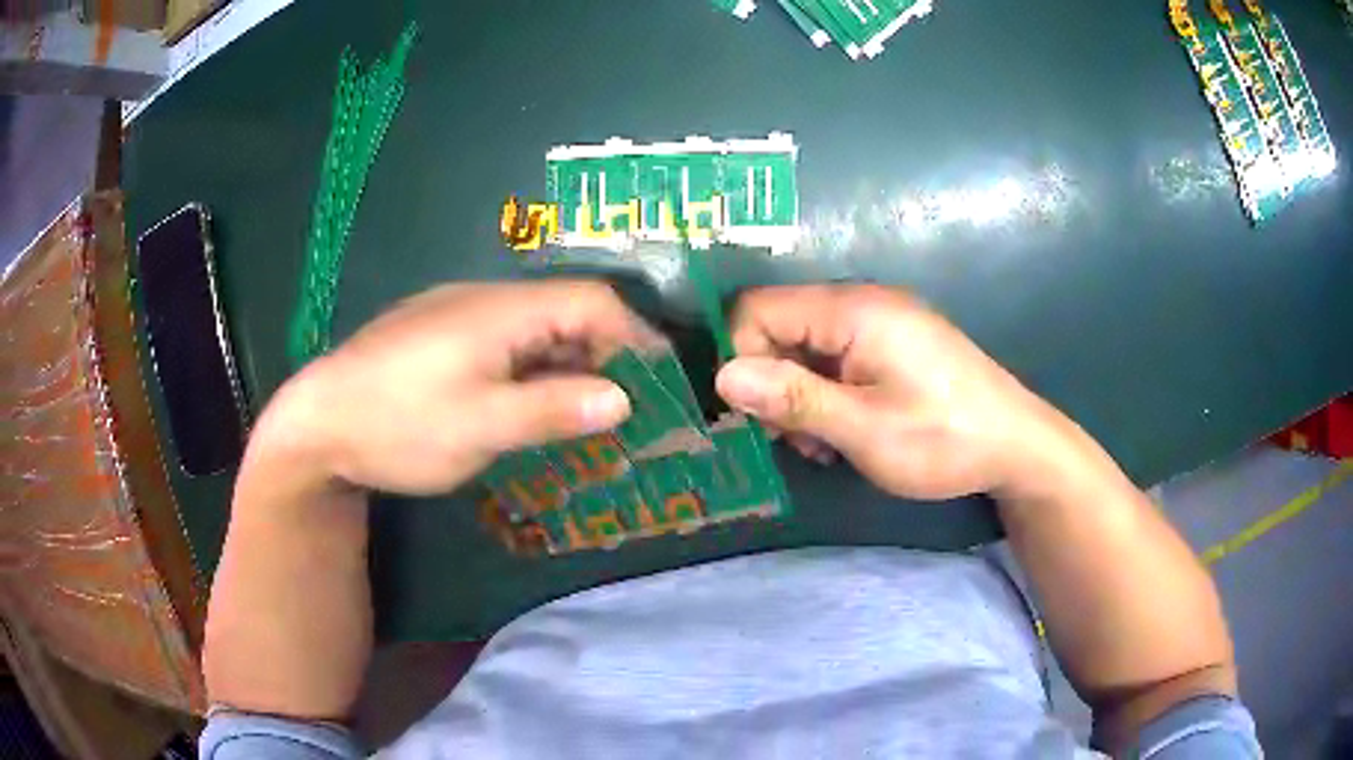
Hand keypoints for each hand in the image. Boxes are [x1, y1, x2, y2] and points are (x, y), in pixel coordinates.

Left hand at [256, 281, 656, 494]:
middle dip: (603, 354)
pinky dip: (532, 369)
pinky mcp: (438, 336)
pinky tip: (529, 403)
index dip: (633, 336)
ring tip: (586, 411)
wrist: (318, 420)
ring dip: (567, 363)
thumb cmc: (399, 423)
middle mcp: (484, 299)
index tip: (659, 381)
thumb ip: (553, 409)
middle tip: (626, 406)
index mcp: (500, 309)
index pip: (590, 301)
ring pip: (534, 328)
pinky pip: (504, 342)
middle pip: (564, 311)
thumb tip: (623, 399)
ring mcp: (457, 315)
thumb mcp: (481, 426)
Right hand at [714, 285, 1066, 499]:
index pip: (758, 308)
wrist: (1017, 446)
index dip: (742, 357)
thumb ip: (794, 398)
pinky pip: (835, 358)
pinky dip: (826, 394)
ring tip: (825, 444)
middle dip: (772, 383)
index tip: (755, 415)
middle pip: (779, 326)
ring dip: (799, 395)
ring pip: (805, 347)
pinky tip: (846, 430)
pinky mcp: (893, 345)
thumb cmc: (944, 438)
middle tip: (795, 439)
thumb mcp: (865, 429)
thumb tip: (722, 375)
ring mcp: (880, 323)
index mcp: (853, 311)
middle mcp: (862, 304)